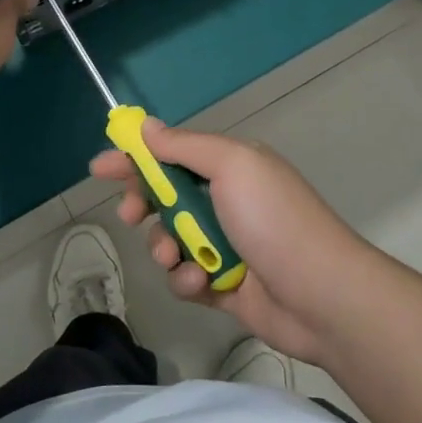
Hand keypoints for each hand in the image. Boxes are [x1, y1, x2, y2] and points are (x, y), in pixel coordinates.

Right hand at [90, 121, 378, 364]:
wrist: (323, 296)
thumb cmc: (273, 220)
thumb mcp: (231, 166)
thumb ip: (184, 147)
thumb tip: (148, 126)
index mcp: (230, 167)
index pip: (170, 155)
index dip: (133, 159)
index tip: (99, 168)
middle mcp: (226, 201)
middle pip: (165, 198)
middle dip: (144, 206)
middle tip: (131, 216)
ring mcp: (225, 246)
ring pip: (170, 240)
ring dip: (165, 247)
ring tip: (175, 256)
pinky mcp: (224, 286)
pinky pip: (186, 278)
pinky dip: (187, 280)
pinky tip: (201, 284)